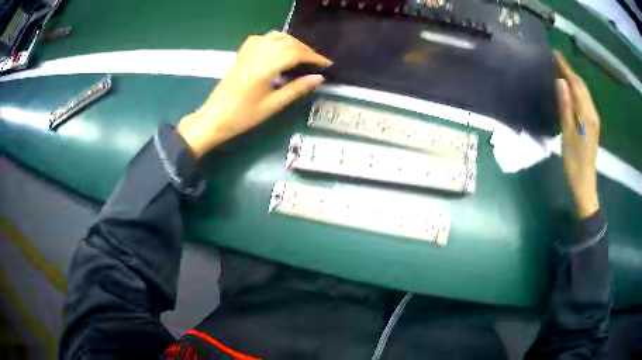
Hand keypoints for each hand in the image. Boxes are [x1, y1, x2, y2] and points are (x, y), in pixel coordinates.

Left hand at [177, 32, 331, 157]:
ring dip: (292, 42)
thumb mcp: (273, 105)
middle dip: (305, 49)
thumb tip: (319, 78)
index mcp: (265, 67)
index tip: (327, 64)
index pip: (295, 53)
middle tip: (316, 62)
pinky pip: (261, 39)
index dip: (314, 57)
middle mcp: (257, 54)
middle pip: (287, 42)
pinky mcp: (242, 55)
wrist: (214, 118)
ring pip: (275, 37)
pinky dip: (275, 40)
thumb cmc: (243, 116)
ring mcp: (248, 53)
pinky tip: (278, 48)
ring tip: (301, 54)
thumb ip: (296, 89)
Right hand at [553, 50, 599, 217]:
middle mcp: (592, 113)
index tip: (554, 53)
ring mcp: (593, 119)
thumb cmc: (574, 163)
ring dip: (573, 79)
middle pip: (582, 86)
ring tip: (560, 70)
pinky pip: (584, 100)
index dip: (566, 68)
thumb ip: (565, 107)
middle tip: (555, 59)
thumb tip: (561, 81)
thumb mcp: (567, 135)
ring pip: (584, 92)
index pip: (576, 84)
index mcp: (587, 115)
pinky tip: (570, 88)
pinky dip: (577, 89)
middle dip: (569, 70)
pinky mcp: (592, 124)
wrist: (584, 184)